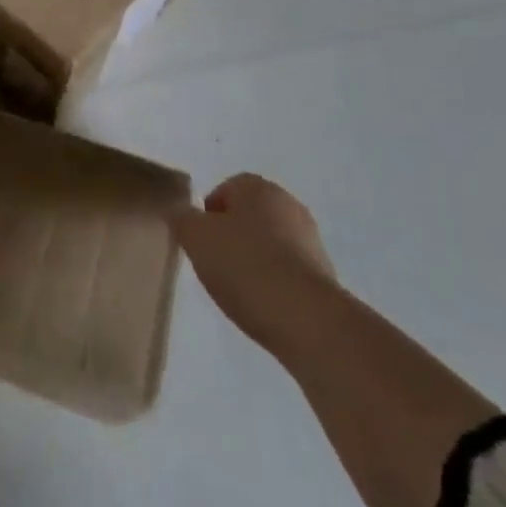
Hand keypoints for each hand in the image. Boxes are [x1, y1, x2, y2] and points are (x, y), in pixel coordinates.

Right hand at [173, 174, 335, 351]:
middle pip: (248, 215)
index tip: (199, 243)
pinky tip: (263, 304)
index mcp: (257, 187)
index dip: (207, 215)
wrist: (306, 320)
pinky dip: (274, 282)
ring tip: (238, 290)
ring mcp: (310, 239)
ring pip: (270, 243)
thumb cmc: (244, 265)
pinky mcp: (325, 274)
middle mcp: (287, 203)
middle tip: (214, 264)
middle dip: (231, 236)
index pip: (224, 190)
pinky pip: (288, 270)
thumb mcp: (195, 237)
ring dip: (254, 260)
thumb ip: (181, 218)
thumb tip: (179, 211)